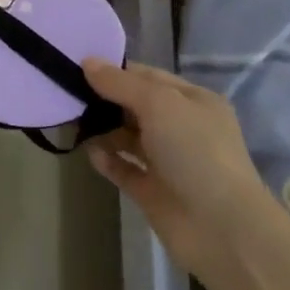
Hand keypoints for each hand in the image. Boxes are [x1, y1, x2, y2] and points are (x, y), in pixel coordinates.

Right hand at [82, 59, 267, 275]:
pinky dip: (107, 160)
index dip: (116, 71)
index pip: (148, 77)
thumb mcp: (159, 104)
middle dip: (105, 100)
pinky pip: (124, 169)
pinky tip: (90, 153)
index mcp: (193, 101)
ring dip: (103, 130)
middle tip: (68, 94)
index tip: (78, 66)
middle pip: (135, 107)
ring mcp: (168, 162)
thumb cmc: (195, 151)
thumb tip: (87, 62)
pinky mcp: (153, 192)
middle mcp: (182, 128)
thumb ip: (121, 83)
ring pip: (128, 138)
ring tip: (73, 123)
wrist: (221, 228)